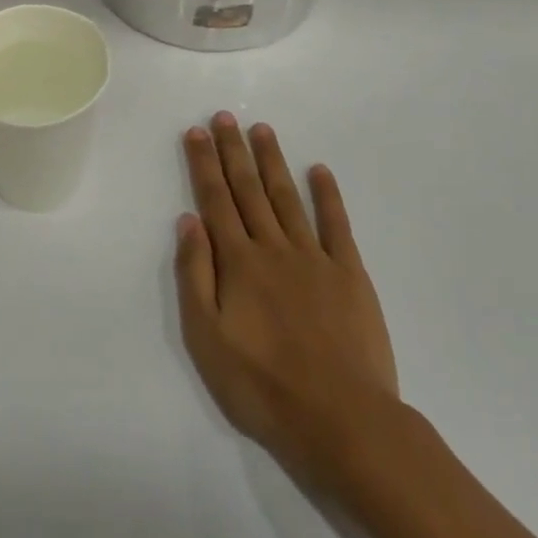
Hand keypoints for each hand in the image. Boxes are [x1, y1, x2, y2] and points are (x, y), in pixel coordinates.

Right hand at [174, 114, 399, 489]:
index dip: (204, 164)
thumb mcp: (207, 338)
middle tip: (225, 116)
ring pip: (288, 198)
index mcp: (238, 262)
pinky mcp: (349, 274)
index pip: (215, 200)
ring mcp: (315, 258)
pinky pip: (336, 225)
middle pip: (249, 190)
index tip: (197, 131)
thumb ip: (195, 275)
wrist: (342, 421)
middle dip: (234, 151)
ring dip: (273, 161)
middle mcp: (273, 247)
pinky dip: (328, 195)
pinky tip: (320, 170)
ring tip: (262, 130)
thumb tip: (188, 221)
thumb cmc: (263, 386)